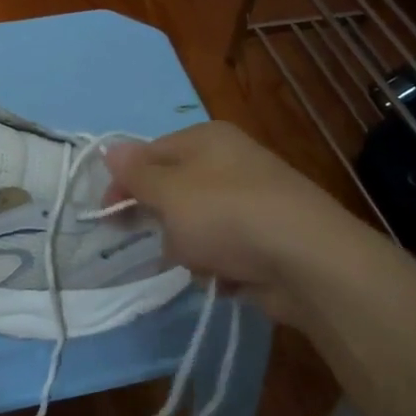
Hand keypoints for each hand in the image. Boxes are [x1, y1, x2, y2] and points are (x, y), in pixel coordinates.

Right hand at [104, 122, 387, 322]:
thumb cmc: (226, 216)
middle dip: (163, 220)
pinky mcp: (267, 238)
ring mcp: (252, 201)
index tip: (108, 215)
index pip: (150, 153)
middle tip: (164, 240)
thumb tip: (110, 149)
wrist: (307, 261)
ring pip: (196, 225)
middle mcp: (230, 162)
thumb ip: (136, 173)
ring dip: (190, 249)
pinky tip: (226, 277)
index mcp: (207, 139)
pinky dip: (220, 266)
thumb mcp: (169, 192)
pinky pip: (224, 250)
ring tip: (202, 261)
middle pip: (174, 190)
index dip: (125, 182)